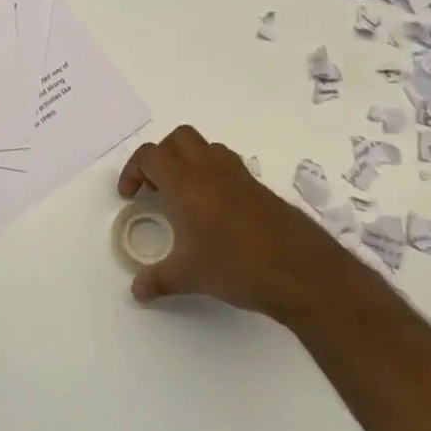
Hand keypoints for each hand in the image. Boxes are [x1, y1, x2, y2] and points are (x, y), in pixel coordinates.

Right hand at [118, 125, 323, 317]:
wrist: (299, 269)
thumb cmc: (235, 265)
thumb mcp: (189, 276)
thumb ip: (158, 280)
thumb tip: (137, 291)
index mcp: (184, 181)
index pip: (149, 156)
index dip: (133, 170)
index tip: (131, 195)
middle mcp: (209, 168)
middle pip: (178, 139)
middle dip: (161, 156)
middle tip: (156, 187)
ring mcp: (238, 174)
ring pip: (206, 147)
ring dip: (189, 160)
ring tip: (185, 194)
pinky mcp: (259, 186)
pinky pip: (228, 164)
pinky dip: (214, 174)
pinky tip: (215, 209)